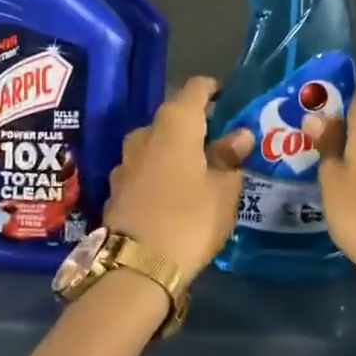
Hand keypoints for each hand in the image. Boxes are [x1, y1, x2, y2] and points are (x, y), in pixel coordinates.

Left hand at [104, 77, 253, 279]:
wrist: (136, 267)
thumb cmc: (190, 219)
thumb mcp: (224, 190)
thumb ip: (231, 158)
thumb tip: (240, 136)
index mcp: (175, 123)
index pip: (195, 88)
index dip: (213, 89)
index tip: (229, 100)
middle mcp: (145, 134)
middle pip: (174, 118)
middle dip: (196, 127)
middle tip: (221, 145)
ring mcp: (125, 162)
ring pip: (156, 146)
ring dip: (175, 153)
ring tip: (199, 173)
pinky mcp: (115, 189)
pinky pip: (144, 171)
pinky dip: (160, 175)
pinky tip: (174, 195)